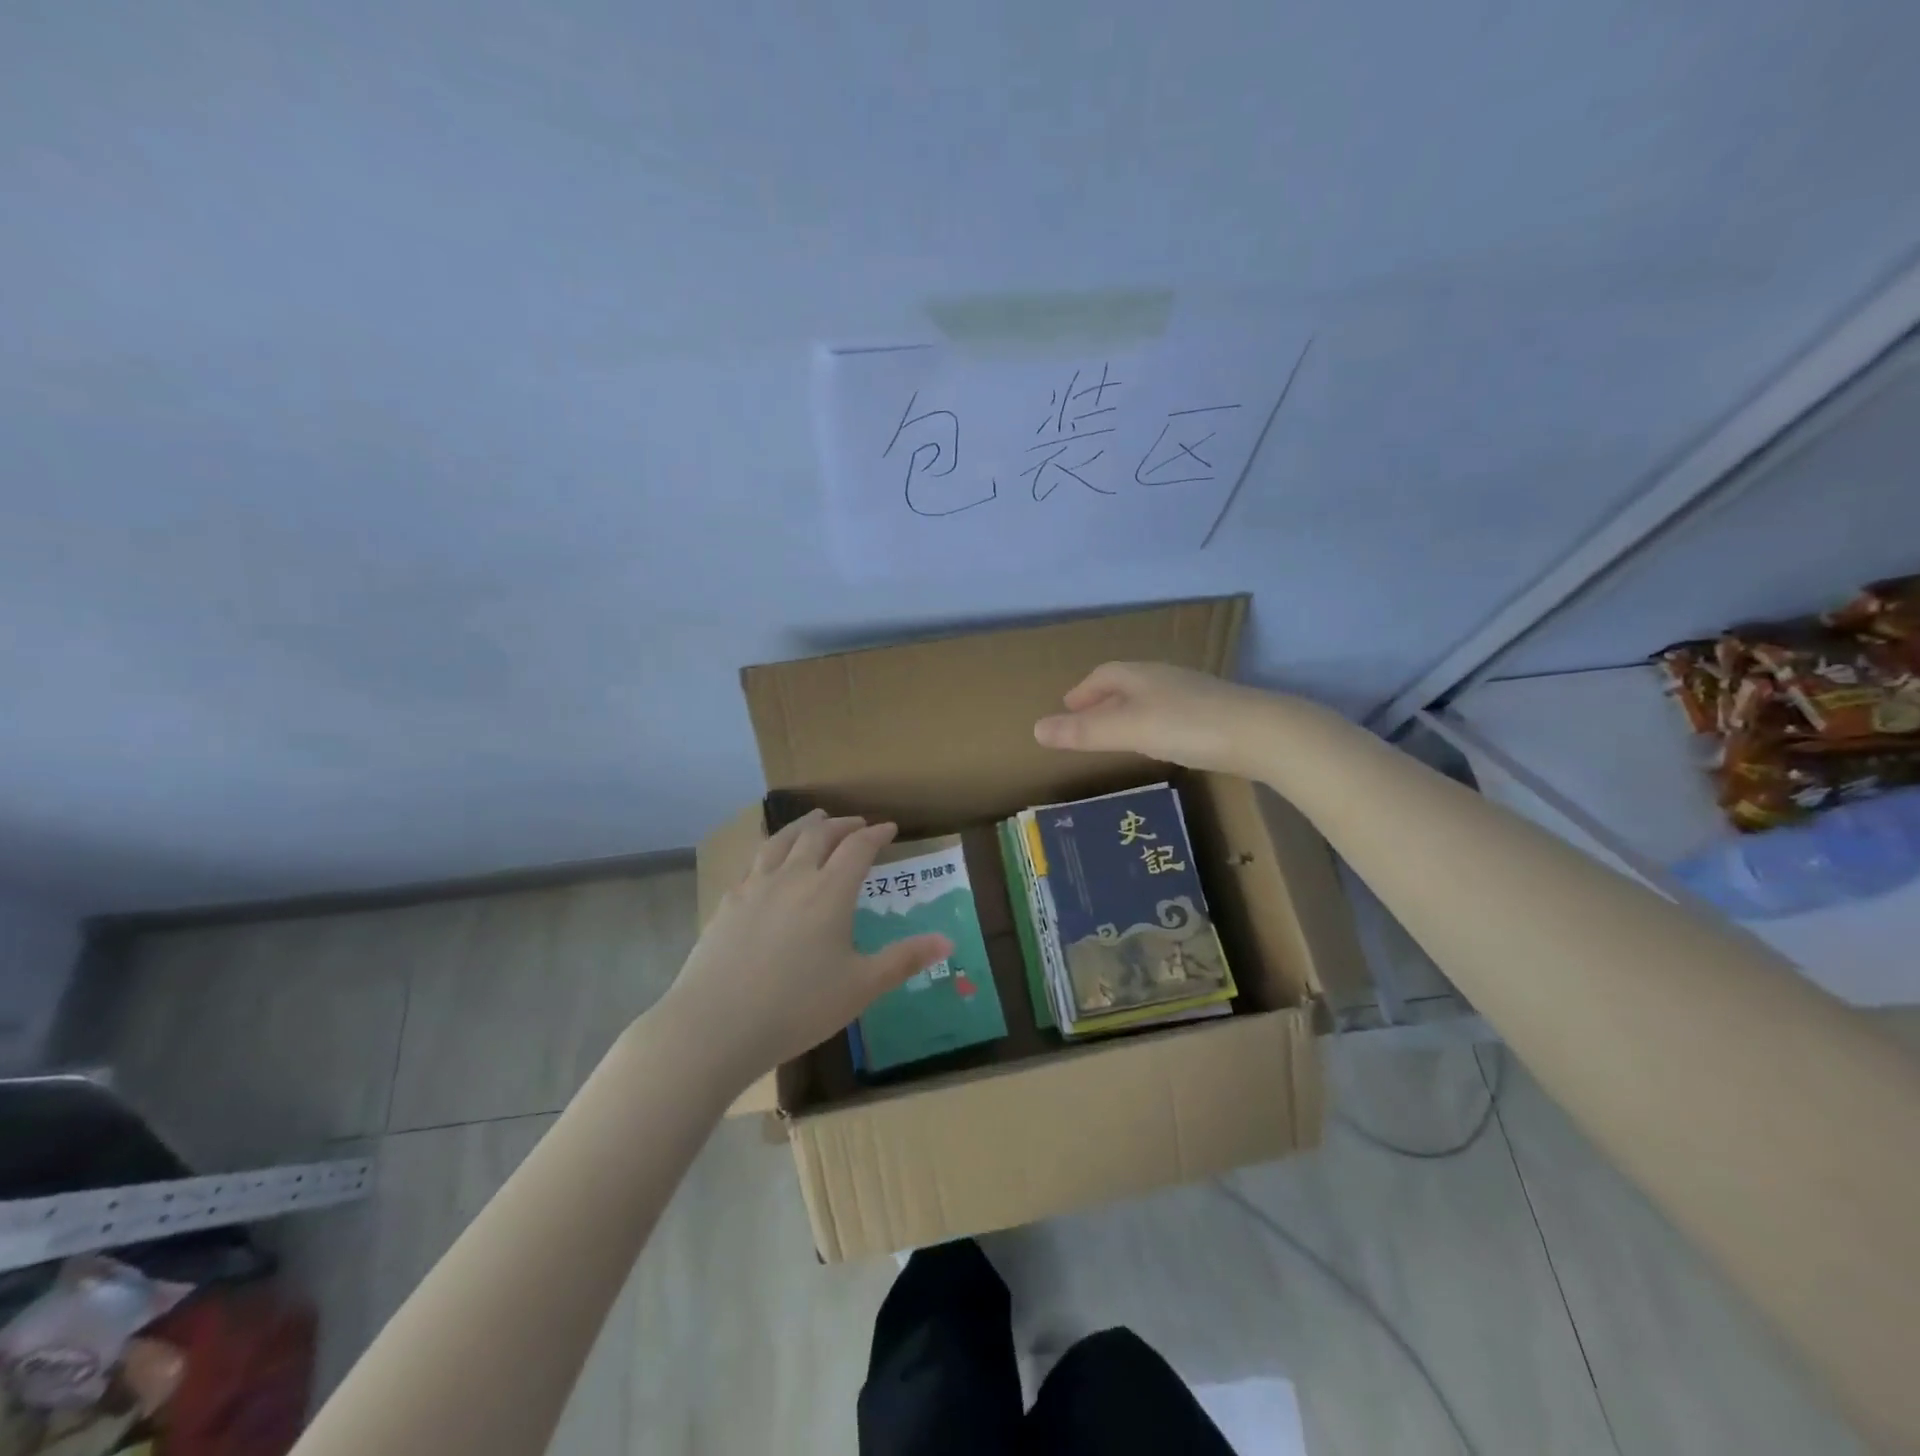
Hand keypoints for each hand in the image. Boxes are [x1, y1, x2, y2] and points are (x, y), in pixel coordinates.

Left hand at [660, 810, 952, 1086]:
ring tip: (814, 820)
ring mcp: (755, 887)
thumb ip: (904, 960)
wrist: (714, 1025)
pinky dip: (771, 849)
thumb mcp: (861, 987)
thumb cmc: (797, 1007)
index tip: (890, 827)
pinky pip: (754, 861)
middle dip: (842, 824)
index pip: (858, 848)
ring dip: (803, 825)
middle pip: (819, 836)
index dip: (876, 834)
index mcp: (830, 892)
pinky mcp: (728, 903)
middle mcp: (793, 877)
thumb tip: (948, 940)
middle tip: (856, 821)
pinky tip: (768, 861)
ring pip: (782, 840)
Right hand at [1033, 661, 1274, 774]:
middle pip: (1127, 684)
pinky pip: (1172, 712)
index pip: (1104, 675)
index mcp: (1141, 676)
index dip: (1082, 692)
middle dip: (1103, 700)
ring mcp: (1194, 694)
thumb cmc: (1187, 726)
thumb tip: (1035, 729)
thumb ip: (1084, 732)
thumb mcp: (1128, 730)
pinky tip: (1162, 743)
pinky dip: (1154, 723)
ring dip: (1129, 712)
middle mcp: (1166, 678)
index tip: (1067, 708)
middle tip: (1086, 721)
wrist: (1262, 734)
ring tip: (1118, 733)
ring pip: (1151, 697)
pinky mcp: (1215, 713)